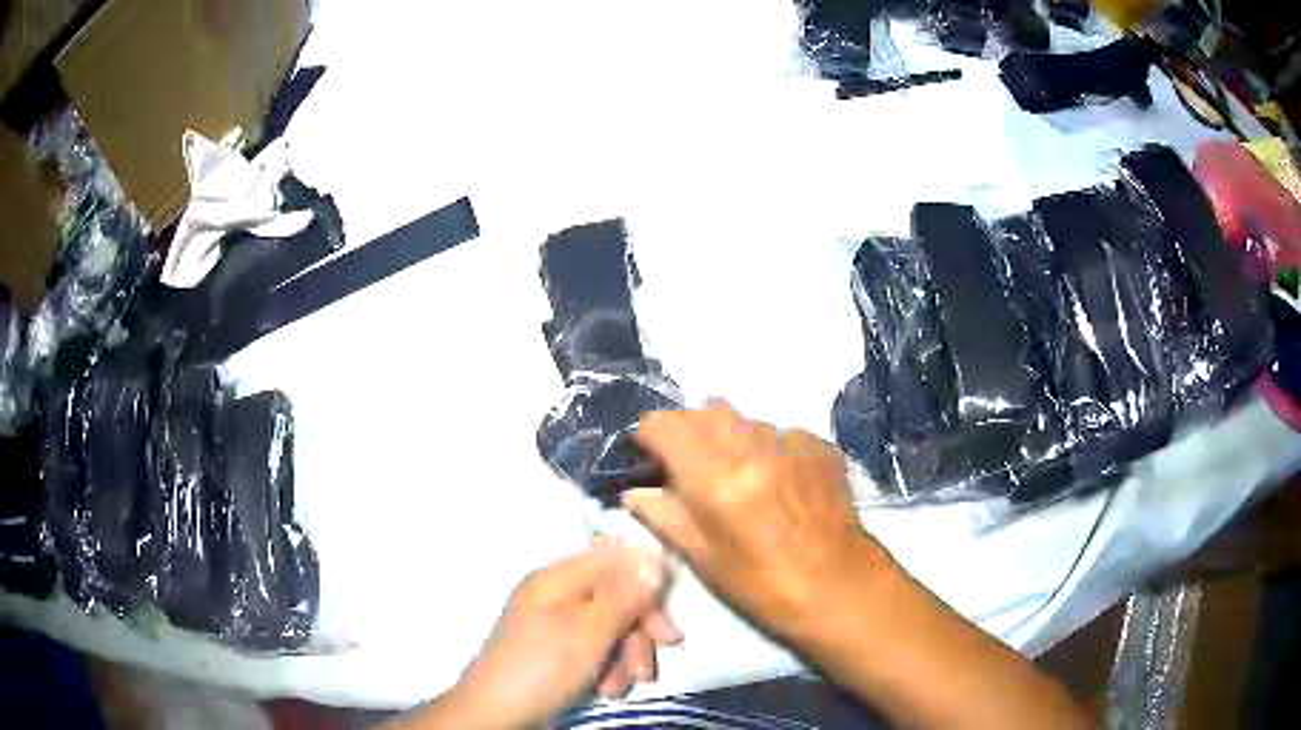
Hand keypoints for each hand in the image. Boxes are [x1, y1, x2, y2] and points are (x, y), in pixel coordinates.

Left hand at [437, 544, 678, 728]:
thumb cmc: (542, 667)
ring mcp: (556, 624)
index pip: (615, 558)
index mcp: (558, 578)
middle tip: (662, 652)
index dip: (647, 579)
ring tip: (622, 685)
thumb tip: (655, 558)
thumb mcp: (590, 632)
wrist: (498, 712)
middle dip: (640, 628)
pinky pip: (596, 649)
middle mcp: (557, 595)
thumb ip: (624, 596)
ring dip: (626, 655)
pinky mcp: (557, 652)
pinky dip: (608, 668)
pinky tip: (606, 690)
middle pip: (617, 595)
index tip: (670, 608)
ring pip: (611, 627)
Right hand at [624, 400, 893, 640]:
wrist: (841, 586)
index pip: (666, 424)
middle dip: (689, 430)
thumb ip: (664, 516)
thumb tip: (634, 491)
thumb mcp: (704, 560)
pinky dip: (768, 447)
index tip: (650, 455)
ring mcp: (792, 442)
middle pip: (705, 410)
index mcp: (717, 479)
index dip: (650, 435)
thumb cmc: (764, 585)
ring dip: (729, 436)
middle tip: (690, 466)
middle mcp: (753, 447)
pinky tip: (778, 480)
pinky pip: (780, 431)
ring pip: (744, 418)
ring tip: (738, 475)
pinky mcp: (820, 445)